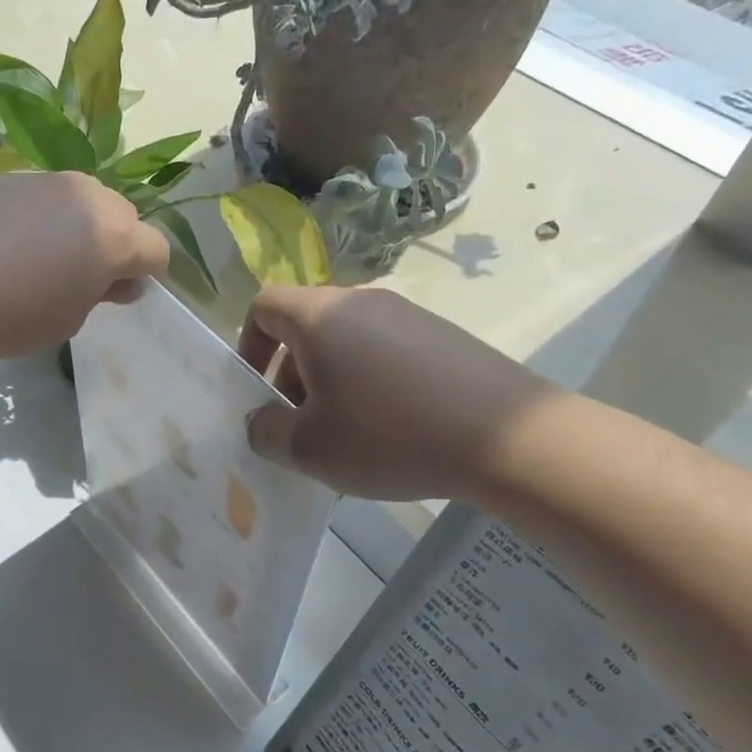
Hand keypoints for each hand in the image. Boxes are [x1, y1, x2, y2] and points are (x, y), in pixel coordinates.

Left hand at [0, 171, 168, 358]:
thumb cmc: (10, 315)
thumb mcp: (68, 320)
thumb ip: (100, 294)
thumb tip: (115, 280)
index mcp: (113, 235)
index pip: (155, 249)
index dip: (144, 274)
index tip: (117, 294)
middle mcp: (86, 196)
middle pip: (121, 216)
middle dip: (113, 244)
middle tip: (80, 277)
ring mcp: (44, 179)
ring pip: (80, 201)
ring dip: (76, 226)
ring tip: (39, 259)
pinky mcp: (5, 176)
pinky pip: (40, 196)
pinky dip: (37, 217)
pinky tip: (3, 244)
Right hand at [238, 286, 555, 500]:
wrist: (504, 437)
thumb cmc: (388, 436)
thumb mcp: (310, 449)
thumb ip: (266, 433)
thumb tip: (261, 421)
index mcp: (321, 316)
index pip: (264, 305)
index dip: (248, 344)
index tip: (255, 390)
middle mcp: (362, 302)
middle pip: (306, 327)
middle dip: (290, 375)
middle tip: (299, 426)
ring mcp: (408, 315)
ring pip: (347, 342)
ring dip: (330, 383)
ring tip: (345, 436)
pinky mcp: (443, 336)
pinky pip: (385, 353)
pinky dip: (369, 384)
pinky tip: (390, 430)